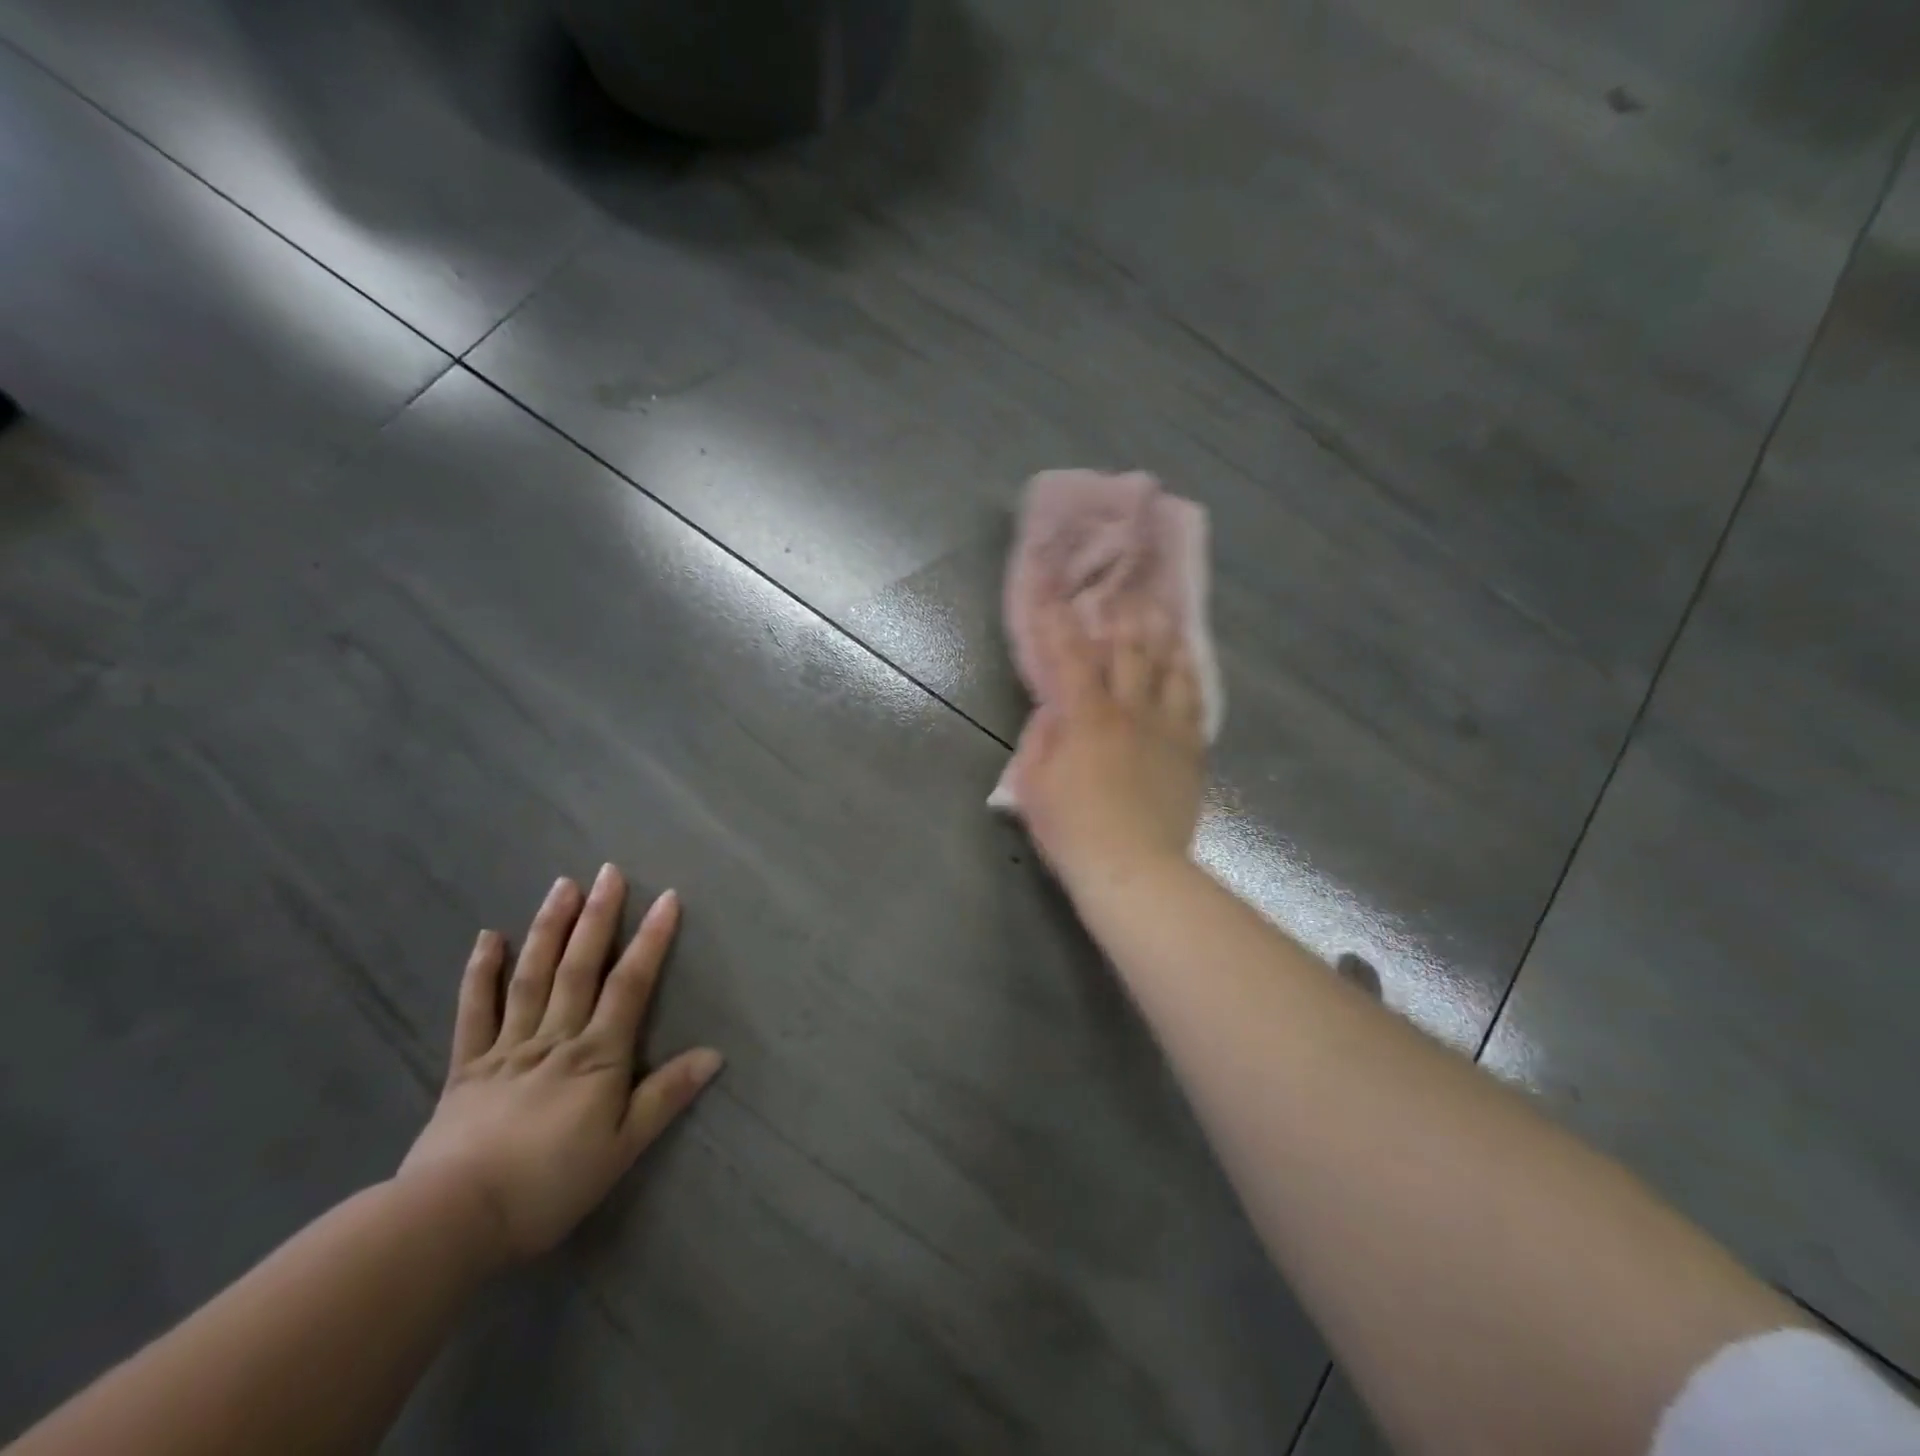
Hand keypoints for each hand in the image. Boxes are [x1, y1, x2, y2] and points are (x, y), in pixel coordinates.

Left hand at [398, 866, 722, 1260]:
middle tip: (609, 871)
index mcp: (597, 1055)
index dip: (651, 940)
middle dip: (598, 916)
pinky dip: (481, 972)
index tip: (668, 898)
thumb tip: (715, 1053)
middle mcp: (556, 1037)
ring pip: (532, 976)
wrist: (452, 1220)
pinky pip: (474, 1011)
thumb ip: (666, 1096)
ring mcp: (507, 1047)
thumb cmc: (549, 1185)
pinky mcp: (467, 1066)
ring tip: (563, 885)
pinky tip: (489, 937)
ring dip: (550, 928)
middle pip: (580, 967)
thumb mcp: (622, 1148)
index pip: (630, 984)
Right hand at [1008, 602, 1205, 894]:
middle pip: (1130, 652)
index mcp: (1087, 716)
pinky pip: (1195, 704)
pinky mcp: (1191, 751)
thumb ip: (1041, 739)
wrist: (1133, 867)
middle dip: (1122, 620)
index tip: (1054, 600)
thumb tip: (1053, 710)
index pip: (1071, 657)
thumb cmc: (1072, 828)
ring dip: (1163, 639)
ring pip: (1170, 670)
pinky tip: (1189, 666)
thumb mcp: (1034, 783)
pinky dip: (1190, 677)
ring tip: (1163, 615)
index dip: (1060, 626)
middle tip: (1123, 595)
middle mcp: (1131, 710)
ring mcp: (1167, 729)